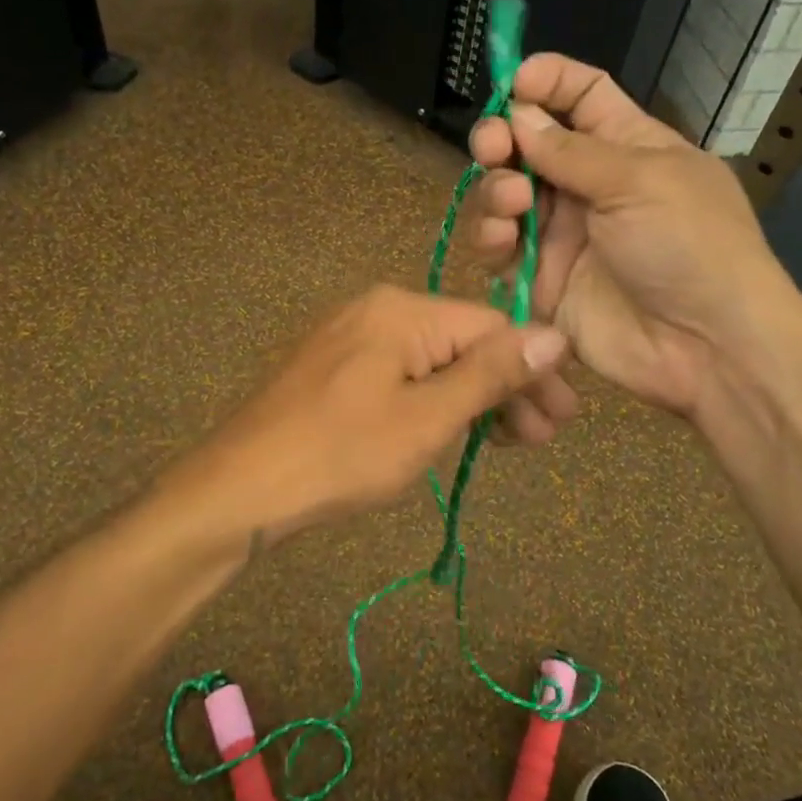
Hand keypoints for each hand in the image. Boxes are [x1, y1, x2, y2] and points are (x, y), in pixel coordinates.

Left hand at [162, 285, 567, 543]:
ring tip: (502, 445)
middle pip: (461, 343)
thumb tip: (556, 335)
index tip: (562, 419)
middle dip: (505, 389)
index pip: (491, 326)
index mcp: (401, 310)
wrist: (239, 489)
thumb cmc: (340, 455)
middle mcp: (375, 310)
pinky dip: (431, 403)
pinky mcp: (332, 370)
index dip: (533, 371)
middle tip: (539, 440)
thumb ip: (491, 374)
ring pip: (431, 363)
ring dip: (471, 400)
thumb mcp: (426, 418)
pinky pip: (399, 376)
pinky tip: (450, 432)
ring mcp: (349, 339)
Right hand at [468, 53, 791, 428]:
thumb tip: (519, 113)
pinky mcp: (541, 280)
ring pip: (506, 196)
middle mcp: (589, 186)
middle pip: (530, 146)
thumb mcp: (640, 181)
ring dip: (497, 190)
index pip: (582, 97)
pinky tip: (502, 239)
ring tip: (513, 203)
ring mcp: (562, 234)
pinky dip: (492, 238)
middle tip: (492, 146)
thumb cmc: (689, 246)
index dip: (548, 82)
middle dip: (502, 139)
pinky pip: (502, 250)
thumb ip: (571, 150)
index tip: (512, 82)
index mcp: (628, 147)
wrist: (704, 347)